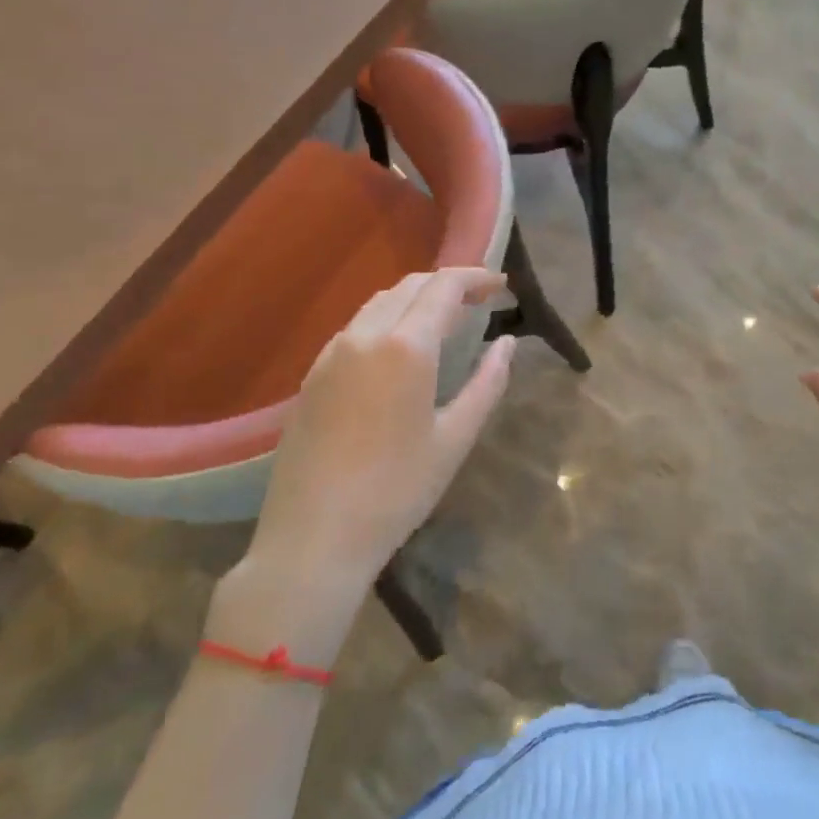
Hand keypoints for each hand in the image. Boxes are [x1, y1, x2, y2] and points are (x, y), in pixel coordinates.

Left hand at [220, 268, 513, 631]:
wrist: (312, 540)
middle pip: (410, 286)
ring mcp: (331, 354)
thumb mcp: (455, 439)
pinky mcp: (312, 375)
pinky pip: (357, 327)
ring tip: (445, 320)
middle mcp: (364, 336)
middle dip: (448, 283)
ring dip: (416, 298)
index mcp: (405, 347)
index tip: (501, 284)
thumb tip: (507, 343)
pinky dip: (388, 319)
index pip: (443, 287)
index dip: (475, 277)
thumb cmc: (395, 491)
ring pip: (379, 303)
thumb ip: (487, 382)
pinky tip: (401, 349)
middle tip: (480, 299)